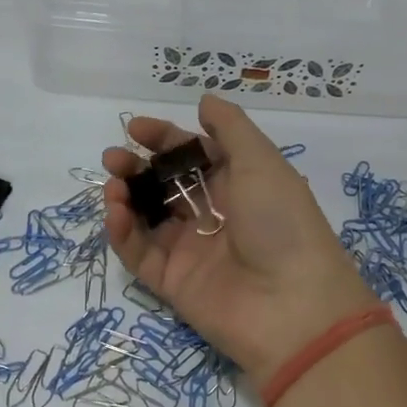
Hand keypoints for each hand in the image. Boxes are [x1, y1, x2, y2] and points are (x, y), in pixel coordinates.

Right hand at [102, 95, 375, 390]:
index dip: (164, 139)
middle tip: (114, 158)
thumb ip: (230, 127)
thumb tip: (205, 100)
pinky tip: (115, 211)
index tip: (135, 128)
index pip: (192, 154)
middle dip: (137, 167)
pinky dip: (122, 232)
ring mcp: (190, 249)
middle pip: (164, 184)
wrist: (292, 306)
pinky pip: (139, 253)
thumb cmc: (280, 221)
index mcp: (236, 184)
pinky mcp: (171, 282)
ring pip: (146, 217)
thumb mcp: (262, 161)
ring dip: (125, 197)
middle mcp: (212, 213)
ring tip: (113, 185)